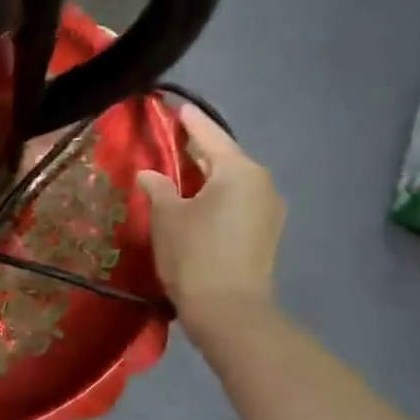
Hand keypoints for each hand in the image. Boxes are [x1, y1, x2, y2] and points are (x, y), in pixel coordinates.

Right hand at [135, 106, 284, 315]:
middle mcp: (261, 183)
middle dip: (197, 148)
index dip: (189, 121)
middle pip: (224, 156)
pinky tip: (195, 199)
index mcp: (239, 170)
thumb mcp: (167, 216)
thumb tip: (150, 174)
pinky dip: (216, 194)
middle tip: (169, 138)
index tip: (174, 107)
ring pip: (232, 180)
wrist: (230, 313)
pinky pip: (237, 200)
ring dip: (207, 174)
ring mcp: (268, 210)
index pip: (209, 134)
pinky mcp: (265, 233)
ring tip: (178, 169)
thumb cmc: (195, 254)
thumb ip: (158, 187)